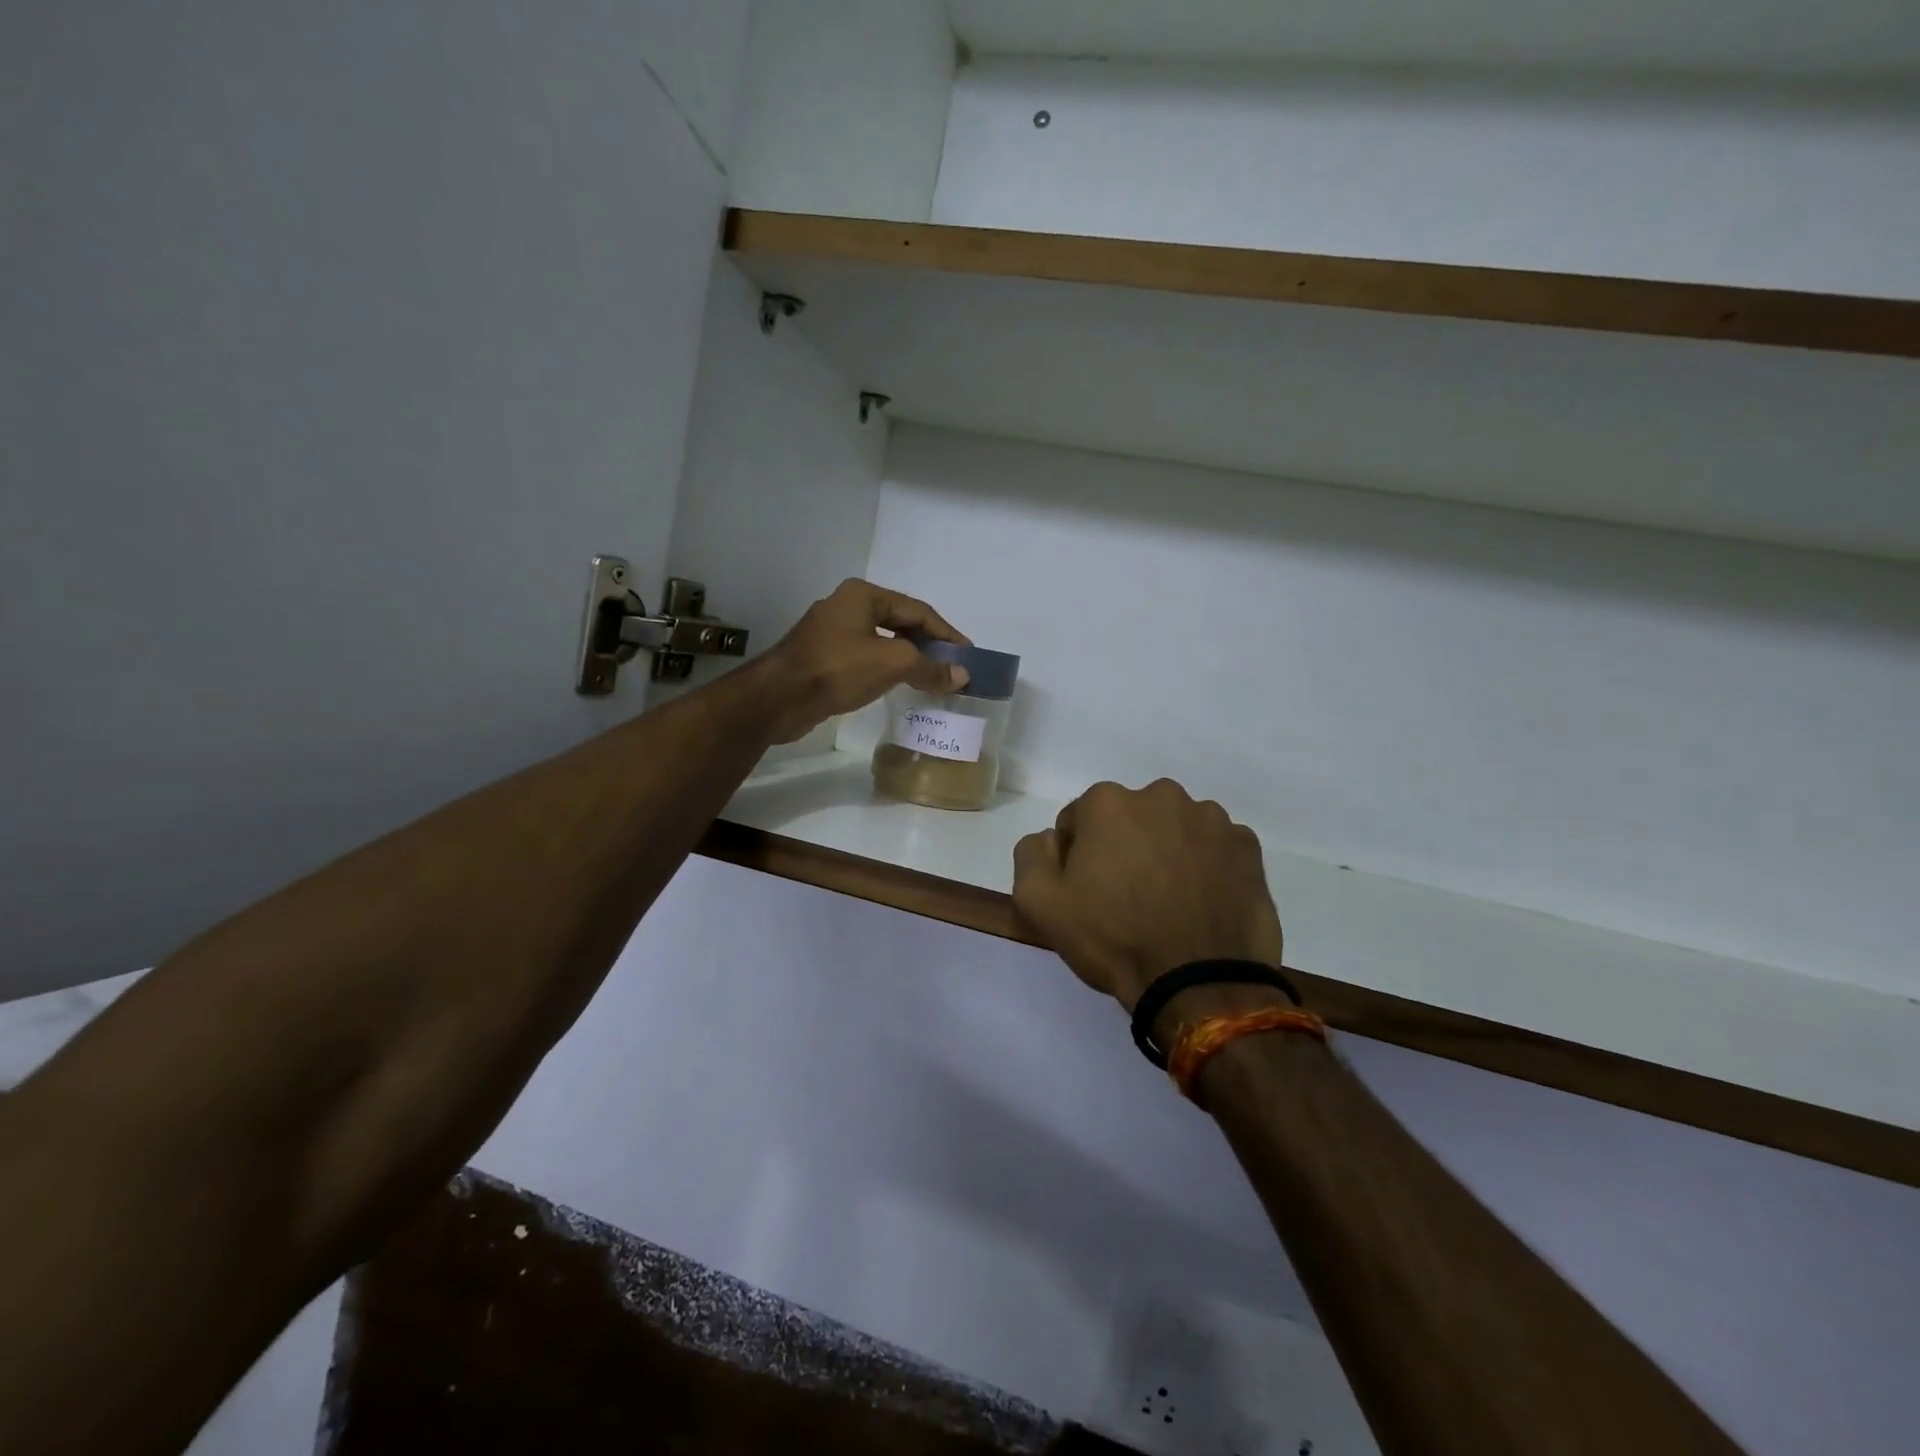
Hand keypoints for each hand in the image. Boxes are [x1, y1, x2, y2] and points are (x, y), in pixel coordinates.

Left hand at [756, 579, 970, 744]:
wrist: (779, 698)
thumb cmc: (837, 669)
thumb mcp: (892, 663)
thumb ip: (930, 667)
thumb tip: (962, 676)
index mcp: (864, 595)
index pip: (917, 610)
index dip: (946, 633)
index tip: (967, 655)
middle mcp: (847, 606)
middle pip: (900, 623)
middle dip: (928, 646)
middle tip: (952, 668)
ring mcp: (832, 632)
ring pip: (882, 642)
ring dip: (908, 659)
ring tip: (932, 679)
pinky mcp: (823, 658)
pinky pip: (865, 659)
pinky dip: (887, 669)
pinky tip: (899, 686)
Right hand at [1012, 780, 1284, 1012]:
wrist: (1200, 984)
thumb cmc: (1114, 939)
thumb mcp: (1039, 903)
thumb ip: (1031, 854)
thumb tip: (1052, 838)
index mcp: (1108, 802)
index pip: (1078, 821)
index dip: (1077, 858)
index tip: (1088, 893)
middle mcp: (1161, 795)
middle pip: (1129, 819)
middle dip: (1124, 847)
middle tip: (1128, 898)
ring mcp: (1211, 819)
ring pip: (1174, 829)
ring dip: (1167, 852)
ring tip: (1170, 903)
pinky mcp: (1247, 847)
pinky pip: (1215, 848)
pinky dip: (1206, 866)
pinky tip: (1202, 903)